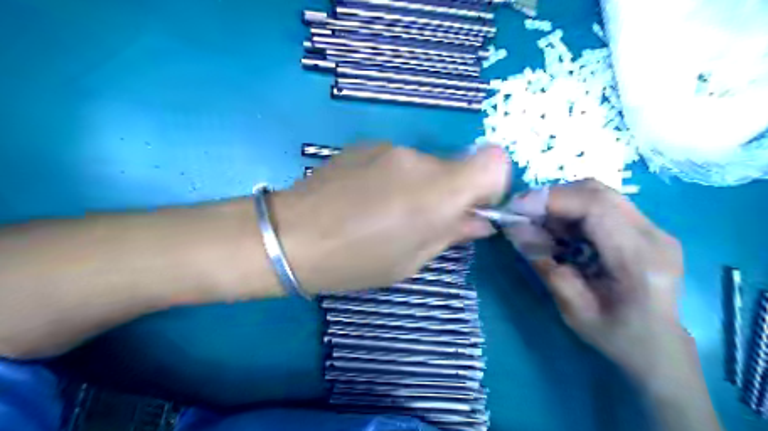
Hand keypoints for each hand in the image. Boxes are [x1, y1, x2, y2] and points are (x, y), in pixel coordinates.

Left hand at [269, 143, 508, 293]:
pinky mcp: (365, 145)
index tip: (471, 209)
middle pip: (457, 166)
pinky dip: (395, 178)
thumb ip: (452, 234)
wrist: (290, 236)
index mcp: (437, 191)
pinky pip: (398, 160)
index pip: (495, 162)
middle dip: (451, 192)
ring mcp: (389, 148)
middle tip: (423, 221)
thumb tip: (480, 221)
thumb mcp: (411, 260)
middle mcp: (419, 160)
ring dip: (421, 186)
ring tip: (386, 213)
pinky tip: (366, 199)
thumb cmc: (356, 261)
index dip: (491, 186)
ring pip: (426, 165)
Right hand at [508, 178, 687, 382]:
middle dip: (552, 197)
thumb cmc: (616, 336)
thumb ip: (544, 263)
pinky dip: (572, 210)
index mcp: (639, 259)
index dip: (551, 200)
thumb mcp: (571, 308)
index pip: (595, 207)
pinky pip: (603, 205)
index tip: (515, 207)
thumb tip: (513, 227)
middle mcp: (654, 235)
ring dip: (561, 202)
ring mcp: (654, 228)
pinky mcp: (646, 228)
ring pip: (598, 194)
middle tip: (521, 213)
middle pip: (597, 192)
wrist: (659, 347)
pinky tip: (558, 229)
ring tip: (536, 222)